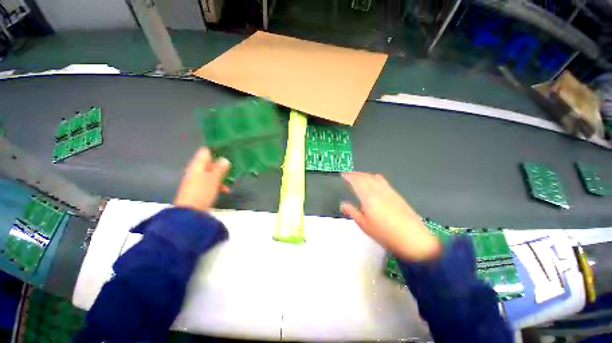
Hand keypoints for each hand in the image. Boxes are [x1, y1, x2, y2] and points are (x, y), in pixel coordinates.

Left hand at [174, 147, 230, 211]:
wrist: (190, 213)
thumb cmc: (202, 192)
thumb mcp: (213, 179)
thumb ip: (219, 168)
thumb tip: (225, 159)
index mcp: (197, 165)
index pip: (205, 152)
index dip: (216, 150)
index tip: (228, 152)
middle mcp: (195, 171)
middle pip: (209, 163)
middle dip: (220, 164)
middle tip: (232, 166)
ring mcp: (196, 181)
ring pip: (210, 173)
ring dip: (220, 175)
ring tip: (230, 180)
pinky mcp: (199, 190)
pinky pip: (210, 182)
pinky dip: (217, 184)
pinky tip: (225, 189)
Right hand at [341, 172, 441, 261]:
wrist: (413, 238)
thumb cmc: (384, 233)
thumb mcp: (364, 225)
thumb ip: (352, 212)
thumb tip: (342, 204)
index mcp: (368, 197)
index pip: (357, 181)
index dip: (349, 177)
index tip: (343, 175)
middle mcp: (377, 190)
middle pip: (365, 176)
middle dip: (355, 174)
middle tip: (348, 175)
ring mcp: (388, 190)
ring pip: (373, 177)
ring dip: (364, 174)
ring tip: (358, 176)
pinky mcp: (395, 193)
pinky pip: (382, 180)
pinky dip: (373, 177)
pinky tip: (373, 181)